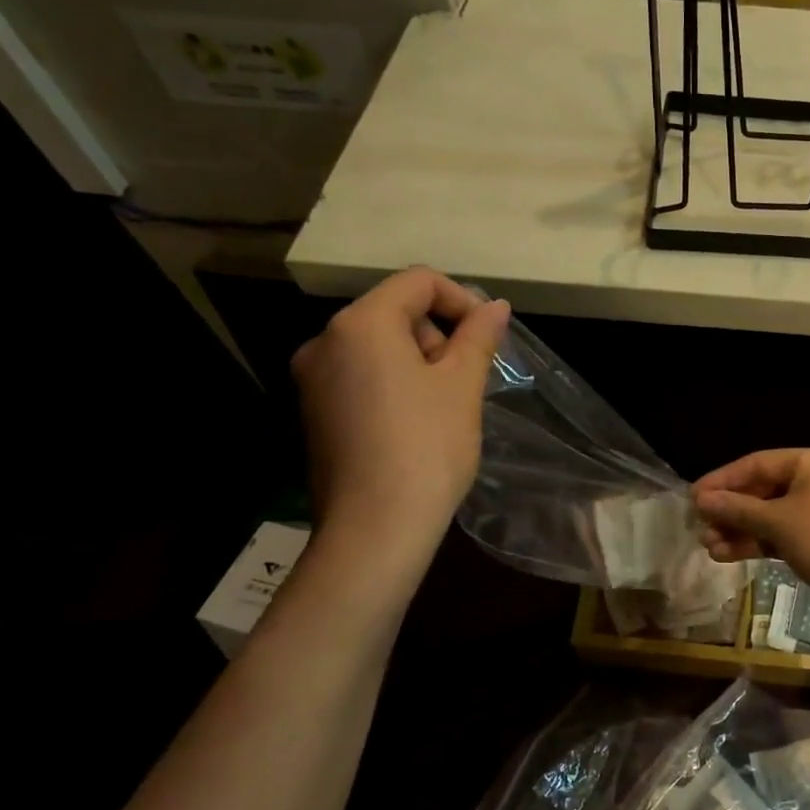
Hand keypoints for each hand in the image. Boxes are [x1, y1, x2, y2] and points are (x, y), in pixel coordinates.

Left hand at [291, 268, 509, 571]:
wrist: (375, 527)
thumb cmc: (427, 446)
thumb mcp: (462, 385)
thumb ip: (478, 337)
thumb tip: (495, 306)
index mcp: (360, 325)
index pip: (418, 282)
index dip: (462, 299)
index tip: (488, 336)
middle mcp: (325, 342)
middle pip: (395, 311)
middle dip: (439, 334)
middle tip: (468, 377)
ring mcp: (313, 380)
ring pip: (378, 346)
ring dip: (420, 360)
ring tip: (447, 405)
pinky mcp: (315, 412)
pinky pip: (362, 377)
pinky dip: (395, 383)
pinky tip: (418, 422)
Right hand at [692, 449, 809, 630]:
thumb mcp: (775, 521)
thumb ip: (736, 509)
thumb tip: (701, 501)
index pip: (757, 463)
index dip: (722, 480)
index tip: (693, 497)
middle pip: (763, 490)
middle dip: (730, 510)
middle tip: (699, 526)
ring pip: (769, 516)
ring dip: (739, 529)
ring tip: (708, 546)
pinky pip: (780, 535)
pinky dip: (756, 543)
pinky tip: (727, 555)